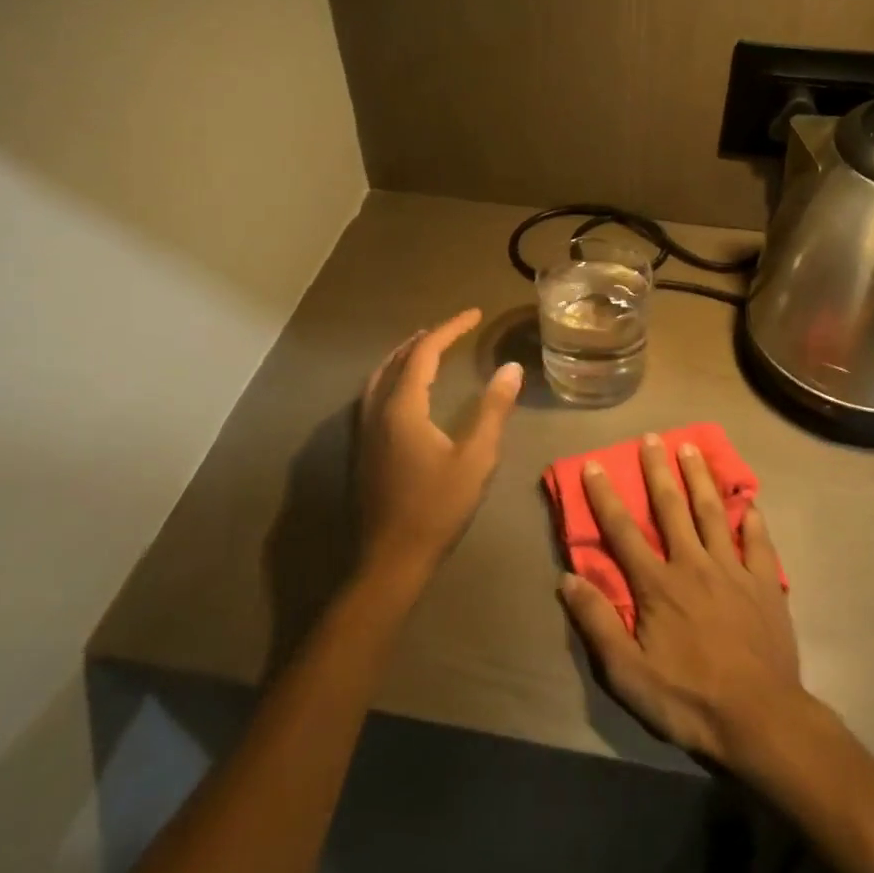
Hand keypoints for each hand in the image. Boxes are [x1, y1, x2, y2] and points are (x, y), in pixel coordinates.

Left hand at [355, 309, 523, 583]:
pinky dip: (392, 375)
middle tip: (454, 327)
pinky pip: (374, 393)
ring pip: (380, 375)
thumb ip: (493, 410)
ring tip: (427, 346)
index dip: (450, 328)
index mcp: (402, 408)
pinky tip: (404, 389)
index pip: (425, 352)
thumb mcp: (476, 459)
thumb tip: (511, 369)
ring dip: (405, 354)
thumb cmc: (436, 508)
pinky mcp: (362, 447)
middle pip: (398, 359)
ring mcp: (364, 429)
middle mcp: (377, 410)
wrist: (390, 559)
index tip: (474, 313)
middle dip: (426, 337)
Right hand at [559, 433, 803, 768]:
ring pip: (714, 512)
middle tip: (651, 436)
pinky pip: (758, 542)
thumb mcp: (628, 675)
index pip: (623, 532)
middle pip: (672, 508)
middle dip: (658, 470)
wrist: (761, 721)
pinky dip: (752, 518)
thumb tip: (568, 579)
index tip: (594, 464)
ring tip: (691, 448)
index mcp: (658, 585)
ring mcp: (733, 571)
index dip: (605, 496)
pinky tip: (750, 501)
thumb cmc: (689, 700)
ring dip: (700, 478)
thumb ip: (598, 624)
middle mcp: (694, 565)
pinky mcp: (765, 584)